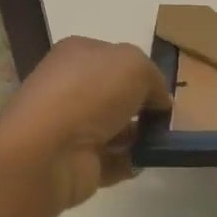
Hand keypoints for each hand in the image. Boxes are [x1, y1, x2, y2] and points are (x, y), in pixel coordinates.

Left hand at [0, 37, 170, 211]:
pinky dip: (129, 161)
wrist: (49, 151)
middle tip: (167, 117)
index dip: (140, 71)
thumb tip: (159, 100)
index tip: (163, 89)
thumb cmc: (90, 93)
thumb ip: (154, 77)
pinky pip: (111, 160)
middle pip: (114, 94)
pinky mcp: (74, 162)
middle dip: (141, 105)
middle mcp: (70, 87)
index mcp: (77, 54)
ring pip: (114, 127)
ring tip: (164, 141)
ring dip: (139, 135)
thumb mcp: (135, 65)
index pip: (114, 57)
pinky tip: (146, 160)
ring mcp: (70, 126)